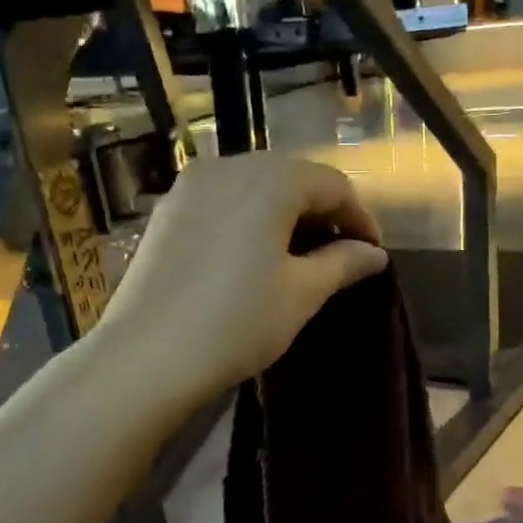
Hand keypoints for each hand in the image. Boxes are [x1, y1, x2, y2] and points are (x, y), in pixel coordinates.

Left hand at [98, 152, 387, 395]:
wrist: (148, 356)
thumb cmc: (238, 322)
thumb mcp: (301, 294)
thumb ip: (343, 264)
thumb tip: (374, 253)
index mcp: (270, 179)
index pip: (333, 184)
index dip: (360, 218)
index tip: (374, 254)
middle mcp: (228, 166)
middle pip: (292, 177)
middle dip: (323, 212)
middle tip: (341, 253)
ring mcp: (190, 186)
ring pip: (254, 186)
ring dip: (285, 213)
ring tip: (300, 255)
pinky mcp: (166, 211)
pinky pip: (222, 201)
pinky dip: (249, 218)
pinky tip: (254, 254)